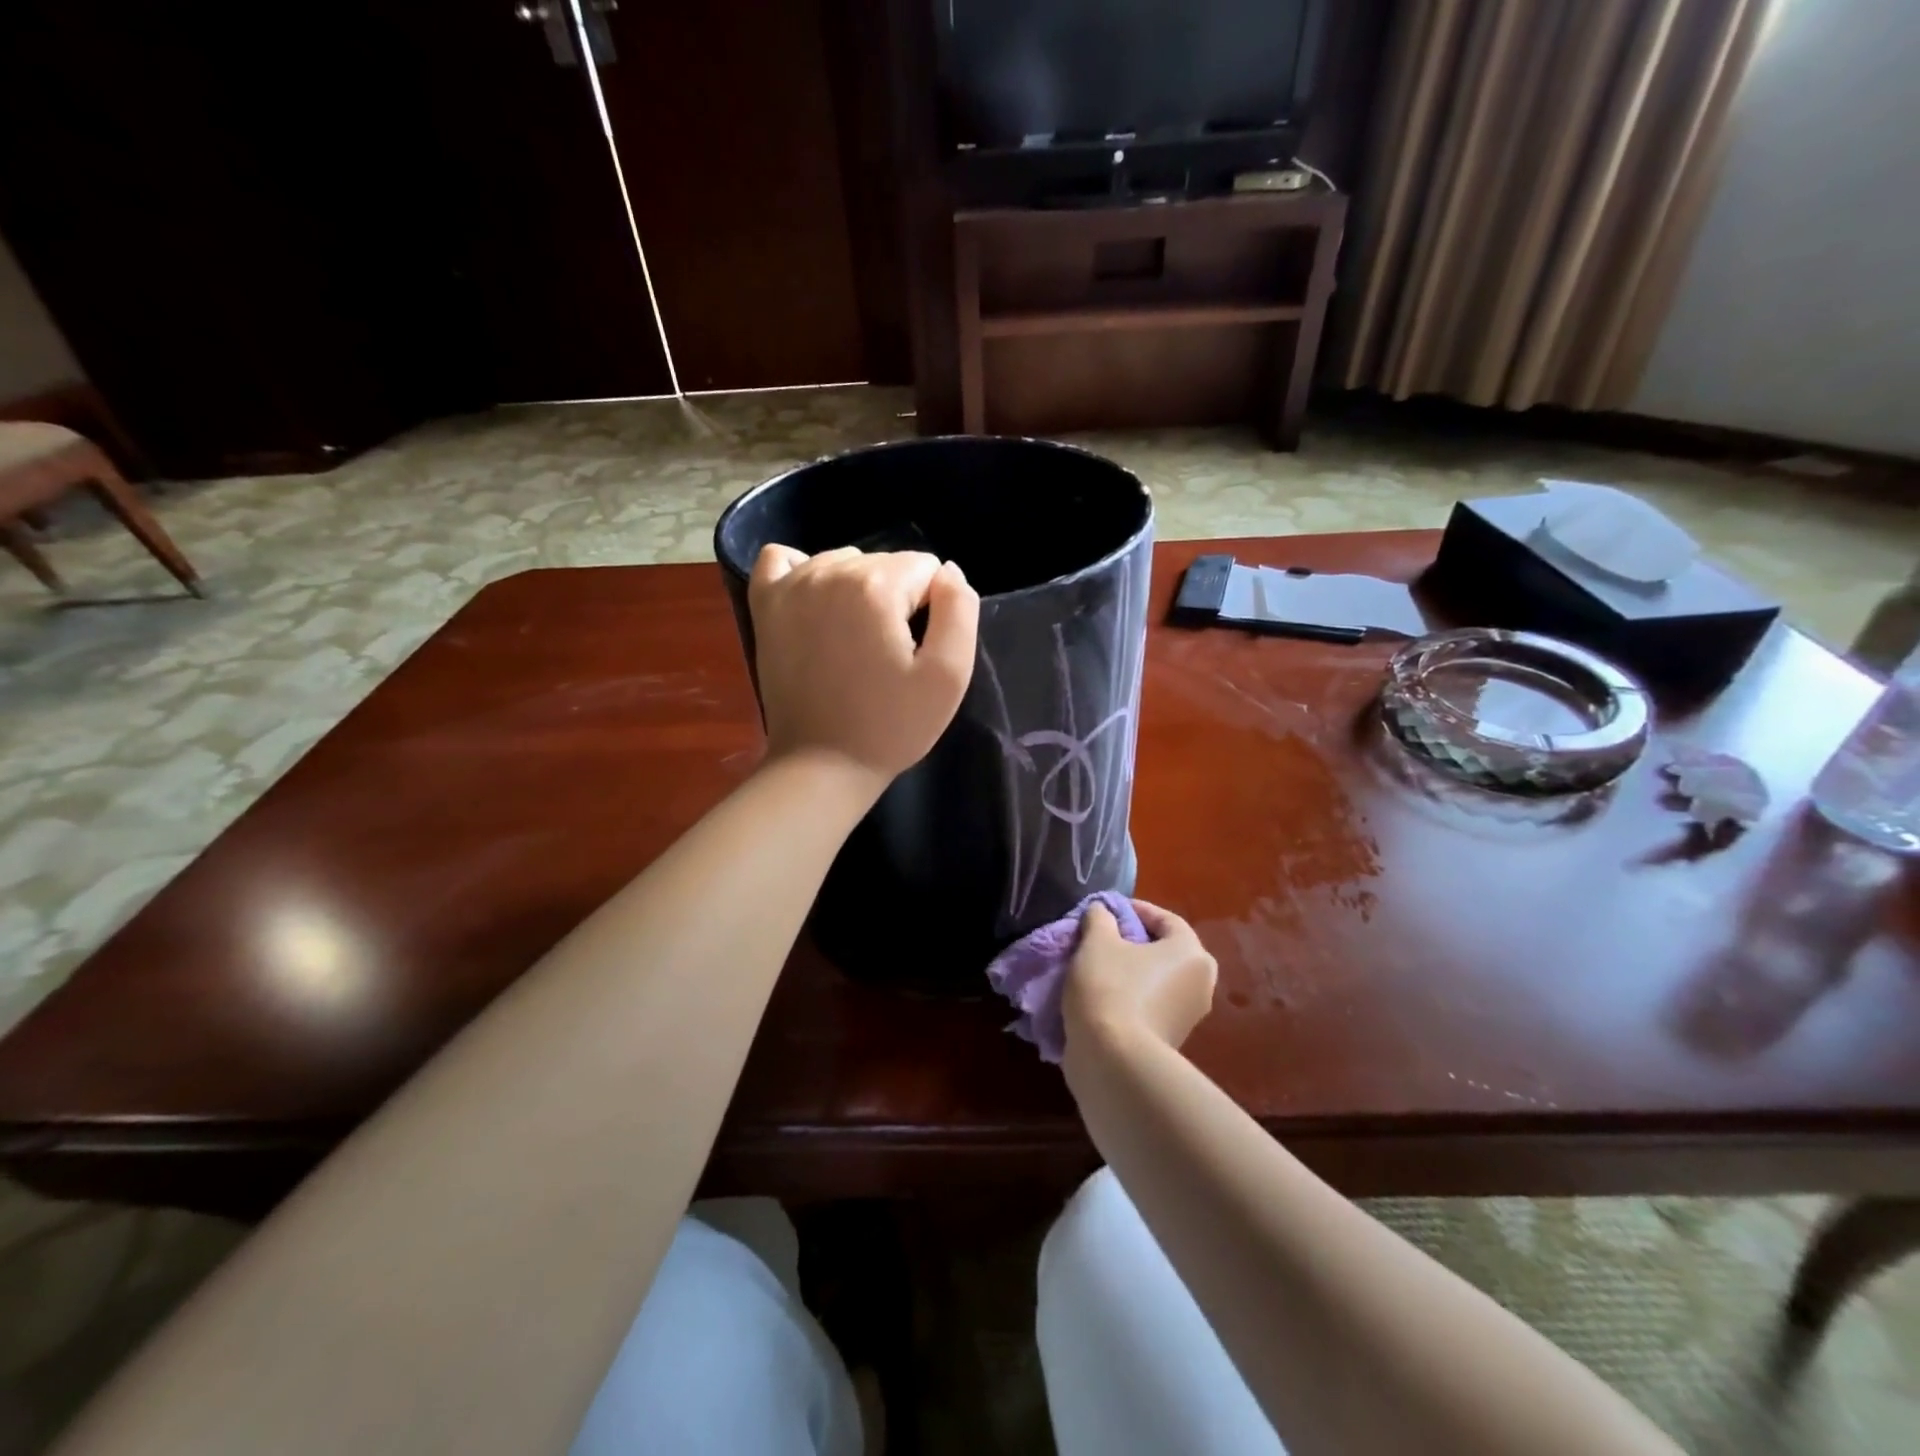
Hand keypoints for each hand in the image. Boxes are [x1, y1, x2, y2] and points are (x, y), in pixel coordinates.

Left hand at [748, 544, 979, 783]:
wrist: (822, 765)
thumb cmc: (892, 726)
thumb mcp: (948, 675)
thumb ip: (959, 610)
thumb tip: (948, 572)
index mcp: (876, 586)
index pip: (926, 568)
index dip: (933, 609)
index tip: (917, 650)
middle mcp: (829, 572)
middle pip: (886, 562)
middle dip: (897, 599)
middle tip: (887, 654)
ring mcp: (790, 586)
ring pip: (844, 561)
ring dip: (859, 590)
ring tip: (856, 641)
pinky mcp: (765, 605)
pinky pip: (782, 560)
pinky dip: (804, 572)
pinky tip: (816, 605)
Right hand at [1064, 901, 1217, 1051]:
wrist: (1114, 1062)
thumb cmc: (1111, 988)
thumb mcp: (1097, 942)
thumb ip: (1100, 918)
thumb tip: (1103, 911)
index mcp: (1192, 953)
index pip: (1166, 919)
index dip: (1134, 910)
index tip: (1105, 911)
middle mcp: (1201, 983)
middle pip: (1164, 950)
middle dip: (1134, 942)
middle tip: (1103, 939)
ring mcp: (1189, 1016)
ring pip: (1157, 979)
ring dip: (1131, 971)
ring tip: (1098, 968)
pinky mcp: (1173, 1041)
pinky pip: (1152, 1005)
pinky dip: (1132, 997)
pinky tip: (1103, 997)